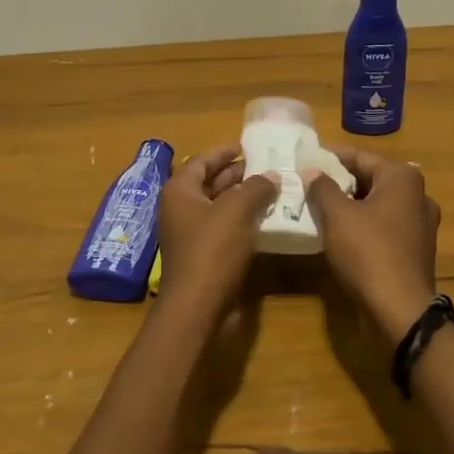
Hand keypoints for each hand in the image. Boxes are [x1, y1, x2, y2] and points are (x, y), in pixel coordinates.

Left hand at [155, 144, 278, 312]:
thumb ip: (255, 188)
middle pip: (210, 182)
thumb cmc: (212, 250)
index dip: (225, 151)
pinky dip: (243, 221)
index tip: (249, 146)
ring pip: (219, 207)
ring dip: (243, 198)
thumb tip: (271, 175)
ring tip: (274, 189)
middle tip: (268, 167)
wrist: (198, 307)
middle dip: (238, 174)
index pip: (201, 160)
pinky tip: (267, 219)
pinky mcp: (203, 256)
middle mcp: (181, 209)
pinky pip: (224, 229)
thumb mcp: (237, 211)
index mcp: (180, 191)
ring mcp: (191, 234)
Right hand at [302, 148, 441, 342]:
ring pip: (377, 204)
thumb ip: (322, 188)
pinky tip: (339, 233)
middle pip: (371, 179)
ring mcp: (420, 225)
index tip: (307, 158)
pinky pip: (384, 226)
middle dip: (340, 182)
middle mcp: (418, 196)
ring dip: (350, 205)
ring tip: (319, 207)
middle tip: (309, 183)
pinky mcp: (416, 250)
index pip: (361, 157)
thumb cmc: (368, 252)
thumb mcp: (337, 215)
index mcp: (403, 179)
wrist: (400, 311)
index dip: (332, 157)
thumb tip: (312, 172)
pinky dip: (363, 224)